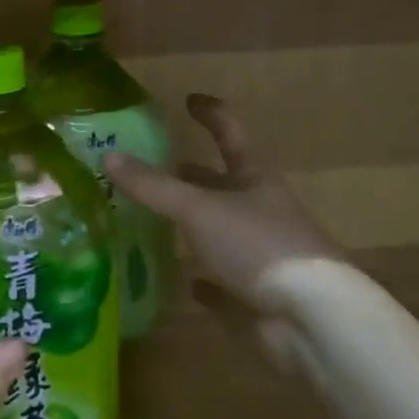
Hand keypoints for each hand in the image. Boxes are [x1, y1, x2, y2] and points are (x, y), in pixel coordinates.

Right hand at [105, 94, 341, 313]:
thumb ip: (153, 185)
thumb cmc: (258, 246)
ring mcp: (258, 256)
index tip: (189, 99)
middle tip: (149, 167)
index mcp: (254, 181)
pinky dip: (202, 278)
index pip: (230, 135)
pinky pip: (221, 282)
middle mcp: (258, 213)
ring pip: (217, 232)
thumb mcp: (200, 208)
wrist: (310, 319)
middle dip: (190, 174)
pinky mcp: (253, 295)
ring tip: (149, 219)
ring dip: (190, 226)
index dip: (211, 115)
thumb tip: (107, 155)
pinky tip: (182, 280)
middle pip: (221, 185)